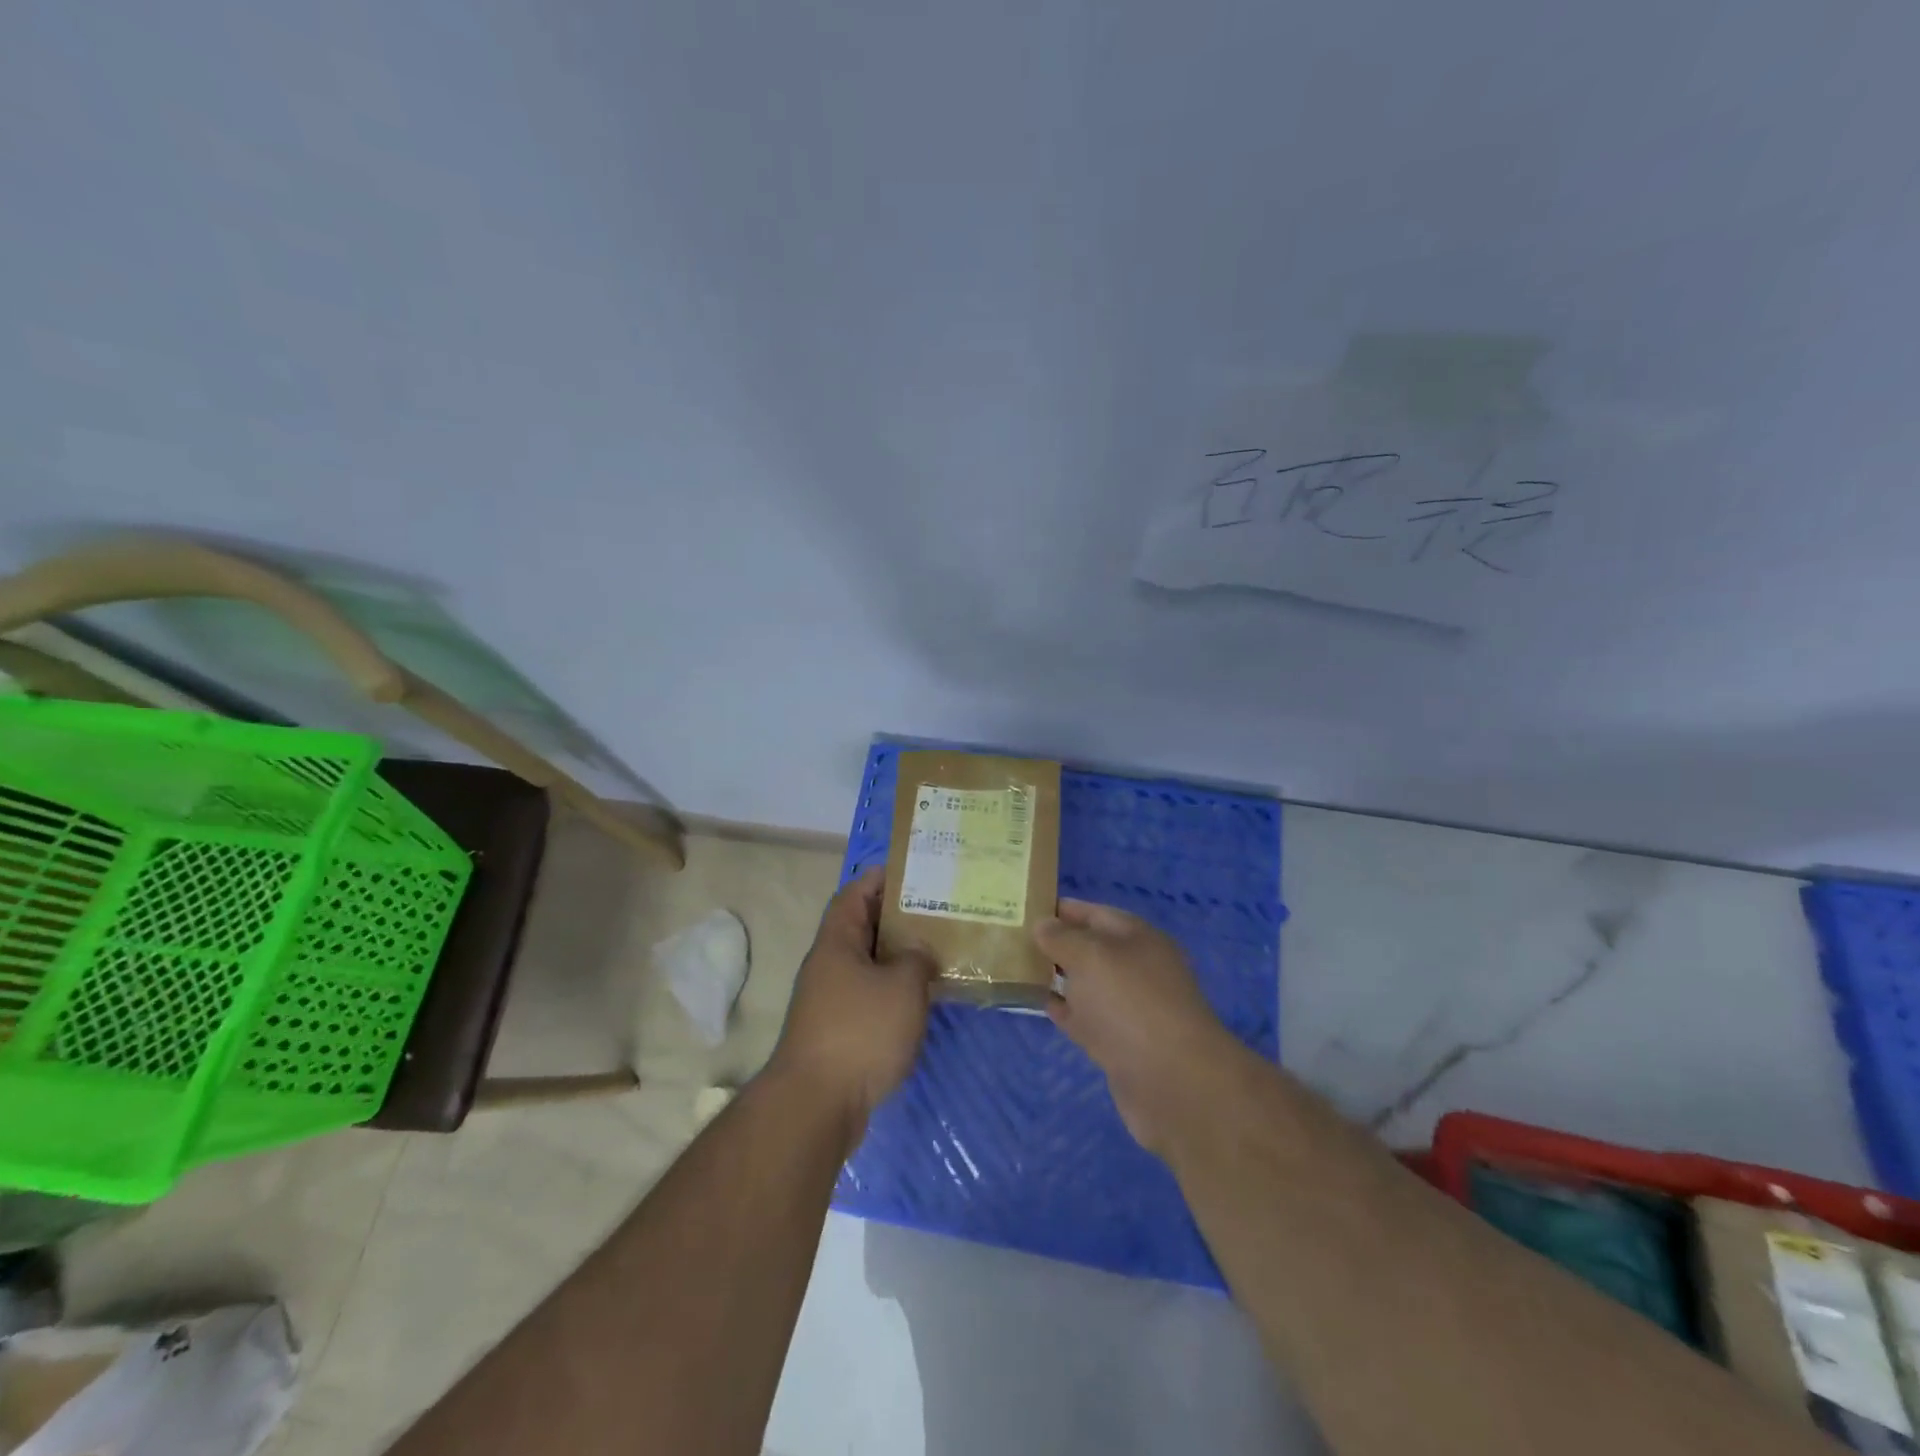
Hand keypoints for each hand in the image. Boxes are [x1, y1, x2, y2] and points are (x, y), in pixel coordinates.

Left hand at [767, 868, 937, 1137]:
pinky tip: (922, 998)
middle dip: (899, 918)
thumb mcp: (902, 986)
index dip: (881, 878)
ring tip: (939, 950)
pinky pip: (870, 996)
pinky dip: (894, 991)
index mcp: (838, 941)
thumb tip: (919, 953)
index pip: (856, 893)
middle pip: (864, 928)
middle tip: (938, 911)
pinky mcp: (839, 1031)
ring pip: (869, 964)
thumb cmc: (860, 1031)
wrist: (816, 1105)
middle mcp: (830, 964)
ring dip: (899, 957)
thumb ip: (917, 959)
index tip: (914, 871)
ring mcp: (831, 999)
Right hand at [1035, 899, 1238, 1154]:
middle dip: (1056, 943)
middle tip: (1012, 939)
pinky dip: (1064, 1010)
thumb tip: (1043, 924)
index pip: (1095, 913)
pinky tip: (1038, 1003)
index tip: (1024, 907)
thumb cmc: (1130, 1003)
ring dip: (1057, 976)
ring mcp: (1130, 1008)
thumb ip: (1062, 937)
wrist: (1173, 1083)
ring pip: (1086, 984)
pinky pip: (1085, 1018)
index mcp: (1138, 938)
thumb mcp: (1091, 956)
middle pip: (1090, 948)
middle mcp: (1137, 968)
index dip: (1061, 909)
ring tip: (1016, 968)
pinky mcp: (1120, 1045)